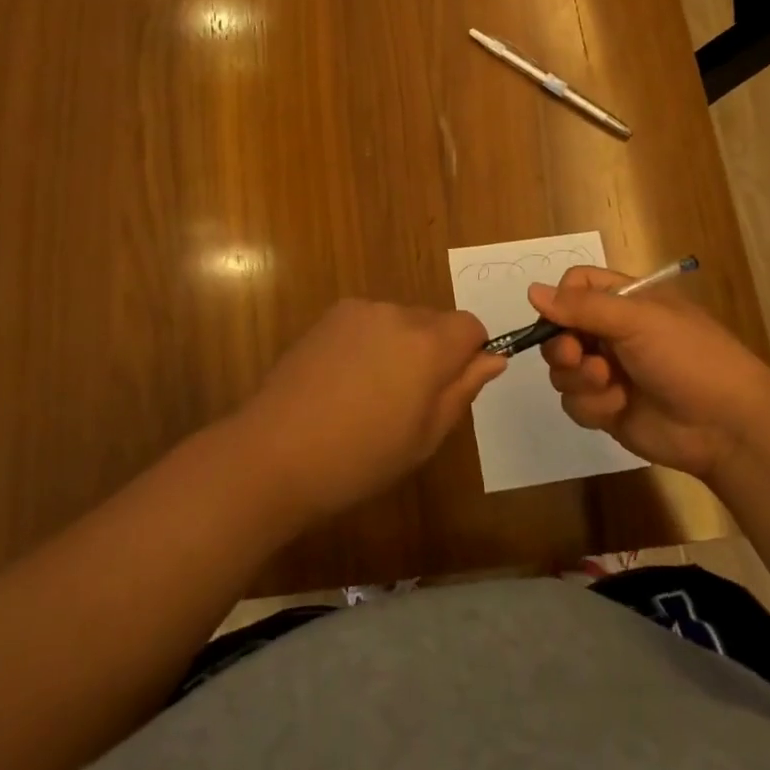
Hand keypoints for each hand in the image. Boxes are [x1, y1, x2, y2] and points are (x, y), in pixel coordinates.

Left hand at [239, 299, 505, 518]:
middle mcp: (397, 314)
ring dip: (400, 347)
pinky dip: (369, 343)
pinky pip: (369, 322)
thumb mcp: (425, 437)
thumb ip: (463, 390)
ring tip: (370, 395)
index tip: (451, 388)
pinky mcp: (330, 316)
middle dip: (434, 352)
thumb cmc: (360, 458)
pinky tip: (344, 382)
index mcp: (428, 344)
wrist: (275, 452)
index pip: (471, 326)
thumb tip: (494, 357)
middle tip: (408, 402)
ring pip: (401, 321)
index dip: (470, 354)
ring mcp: (360, 311)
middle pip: (435, 322)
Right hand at [528, 266, 769, 477]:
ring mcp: (608, 372)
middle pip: (558, 330)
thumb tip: (531, 291)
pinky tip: (618, 407)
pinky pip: (574, 403)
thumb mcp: (637, 321)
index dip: (561, 300)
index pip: (574, 286)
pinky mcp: (607, 408)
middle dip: (562, 346)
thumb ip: (582, 307)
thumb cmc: (687, 357)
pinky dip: (591, 406)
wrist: (726, 426)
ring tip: (608, 384)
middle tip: (578, 356)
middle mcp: (611, 333)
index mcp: (624, 300)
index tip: (562, 316)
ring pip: (562, 370)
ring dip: (579, 378)